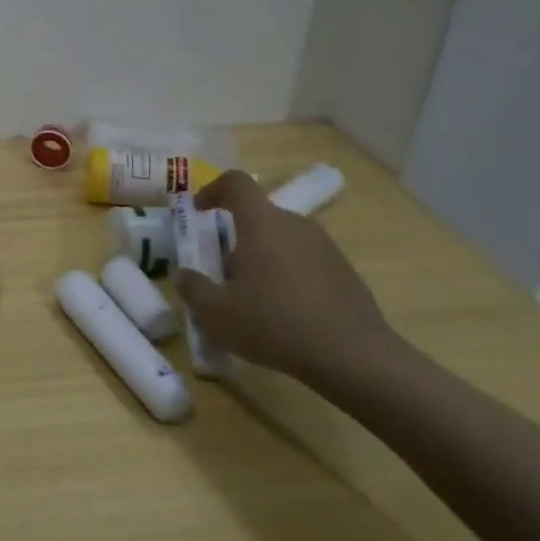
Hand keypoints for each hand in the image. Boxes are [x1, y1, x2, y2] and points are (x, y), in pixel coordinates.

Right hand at [173, 170, 397, 384]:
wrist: (355, 357)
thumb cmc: (275, 324)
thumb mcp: (216, 313)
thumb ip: (193, 289)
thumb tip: (183, 275)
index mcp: (262, 223)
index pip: (236, 183)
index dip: (213, 189)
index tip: (199, 211)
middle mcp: (295, 225)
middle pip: (258, 216)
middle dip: (235, 238)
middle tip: (222, 272)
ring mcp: (325, 247)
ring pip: (282, 240)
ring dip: (262, 258)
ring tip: (252, 298)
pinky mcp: (345, 272)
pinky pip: (305, 261)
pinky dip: (288, 276)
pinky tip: (285, 314)